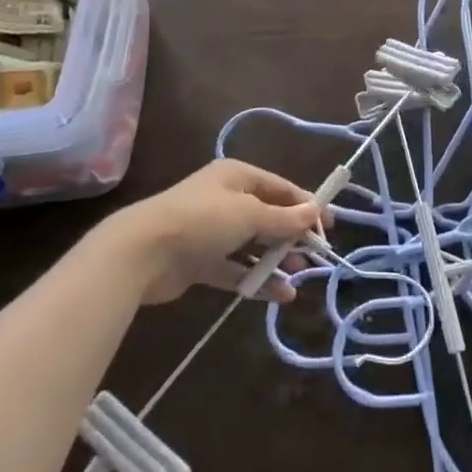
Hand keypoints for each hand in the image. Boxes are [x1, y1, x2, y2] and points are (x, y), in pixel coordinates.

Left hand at [104, 159, 323, 304]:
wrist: (141, 253)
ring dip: (277, 261)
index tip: (330, 226)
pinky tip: (279, 295)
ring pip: (254, 245)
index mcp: (237, 177)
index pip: (281, 187)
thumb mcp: (249, 215)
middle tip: (314, 256)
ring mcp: (212, 231)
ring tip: (297, 278)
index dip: (306, 205)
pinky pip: (237, 268)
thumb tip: (314, 212)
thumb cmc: (202, 221)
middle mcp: (226, 200)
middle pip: (269, 216)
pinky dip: (257, 280)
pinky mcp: (201, 261)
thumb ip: (284, 218)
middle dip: (292, 236)